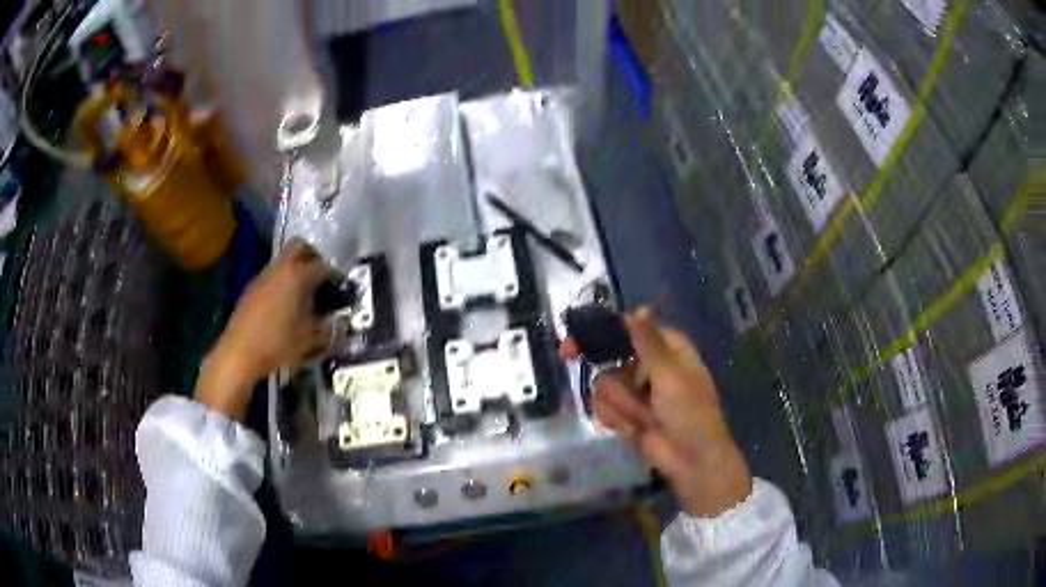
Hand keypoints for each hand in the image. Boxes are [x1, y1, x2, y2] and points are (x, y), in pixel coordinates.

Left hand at [195, 239, 333, 420]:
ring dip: (296, 270)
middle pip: (301, 246)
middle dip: (314, 258)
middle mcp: (281, 268)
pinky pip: (273, 274)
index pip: (323, 267)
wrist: (239, 352)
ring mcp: (264, 276)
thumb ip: (326, 329)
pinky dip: (283, 281)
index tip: (341, 290)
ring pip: (284, 260)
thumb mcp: (309, 340)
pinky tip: (285, 305)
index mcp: (298, 276)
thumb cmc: (277, 343)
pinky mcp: (252, 287)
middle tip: (321, 279)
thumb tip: (334, 323)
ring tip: (304, 295)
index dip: (335, 278)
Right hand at [561, 308, 751, 517]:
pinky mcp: (625, 414)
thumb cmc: (689, 411)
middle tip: (569, 357)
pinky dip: (617, 418)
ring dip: (621, 404)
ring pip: (603, 384)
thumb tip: (640, 307)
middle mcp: (648, 365)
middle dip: (606, 371)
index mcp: (666, 348)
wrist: (691, 460)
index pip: (627, 329)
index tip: (576, 337)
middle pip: (608, 356)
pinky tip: (634, 429)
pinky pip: (603, 407)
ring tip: (643, 418)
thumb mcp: (671, 373)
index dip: (601, 331)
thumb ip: (648, 341)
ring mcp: (635, 392)